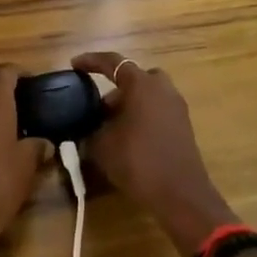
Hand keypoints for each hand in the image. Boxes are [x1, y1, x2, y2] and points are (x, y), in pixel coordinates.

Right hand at [71, 52, 235, 256]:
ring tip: (111, 128)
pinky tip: (129, 140)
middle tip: (97, 110)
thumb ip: (90, 131)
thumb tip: (86, 128)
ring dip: (128, 105)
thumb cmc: (139, 162)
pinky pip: (156, 110)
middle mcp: (161, 87)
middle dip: (114, 91)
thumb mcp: (102, 146)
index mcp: (141, 84)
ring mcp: (176, 106)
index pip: (112, 62)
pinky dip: (141, 117)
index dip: (91, 61)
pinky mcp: (183, 125)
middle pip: (133, 79)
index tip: (74, 65)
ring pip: (146, 95)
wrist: (181, 195)